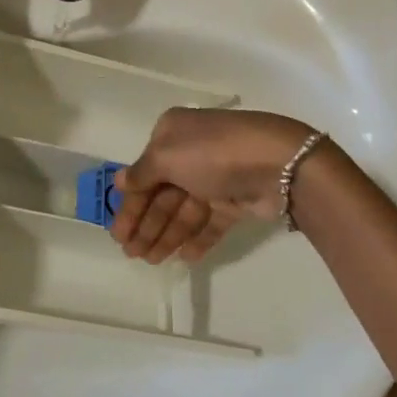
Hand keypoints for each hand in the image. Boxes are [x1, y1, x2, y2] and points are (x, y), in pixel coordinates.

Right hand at [110, 108, 313, 263]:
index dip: (129, 204)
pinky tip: (185, 258)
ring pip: (184, 211)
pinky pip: (211, 222)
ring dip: (167, 235)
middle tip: (131, 255)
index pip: (143, 173)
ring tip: (152, 262)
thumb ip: (141, 173)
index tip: (117, 233)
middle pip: (162, 194)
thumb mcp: (167, 156)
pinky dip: (198, 238)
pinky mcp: (237, 200)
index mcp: (172, 134)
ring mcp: (216, 178)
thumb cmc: (213, 153)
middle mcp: (192, 153)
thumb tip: (119, 180)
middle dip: (146, 224)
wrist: (278, 163)